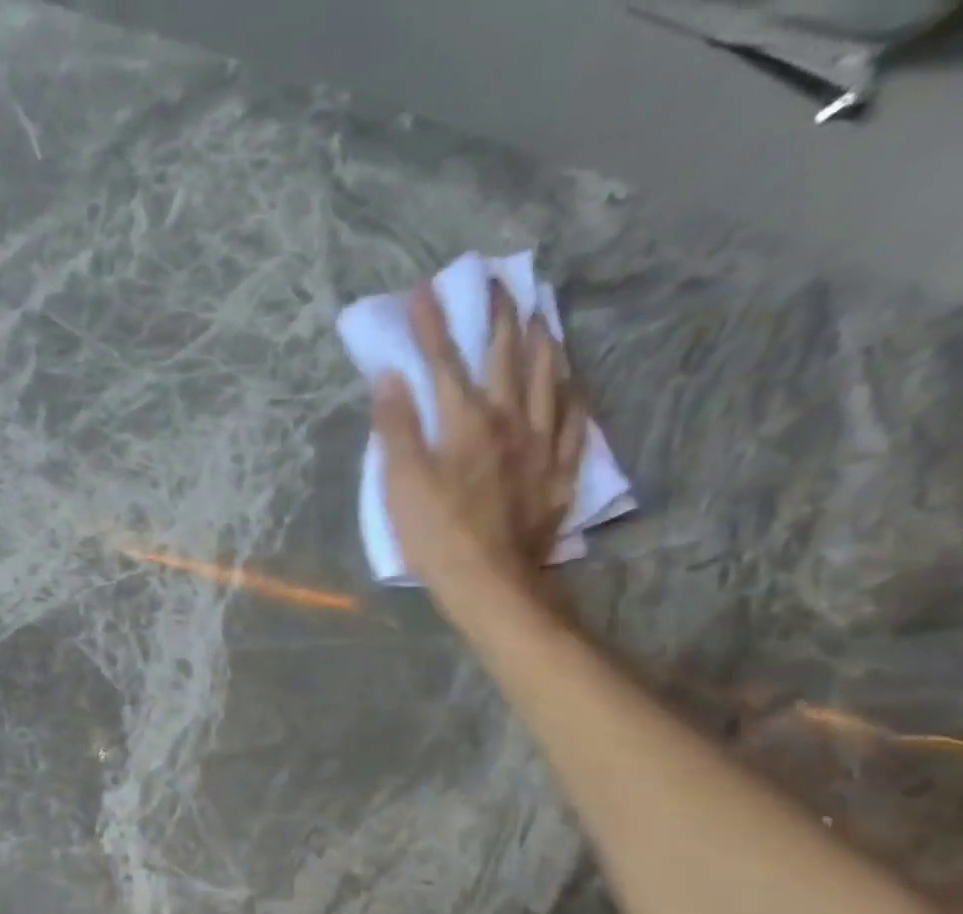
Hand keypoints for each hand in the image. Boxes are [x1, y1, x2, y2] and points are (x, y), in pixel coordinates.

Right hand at [372, 277, 588, 613]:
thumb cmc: (436, 534)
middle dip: (499, 315)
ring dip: (542, 341)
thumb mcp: (401, 483)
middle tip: (499, 283)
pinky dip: (571, 391)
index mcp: (465, 420)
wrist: (490, 581)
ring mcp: (541, 443)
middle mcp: (509, 419)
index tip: (425, 289)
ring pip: (548, 377)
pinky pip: (573, 418)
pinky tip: (572, 380)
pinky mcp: (559, 470)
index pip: (445, 361)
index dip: (433, 324)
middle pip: (506, 356)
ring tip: (540, 316)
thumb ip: (396, 427)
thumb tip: (389, 375)